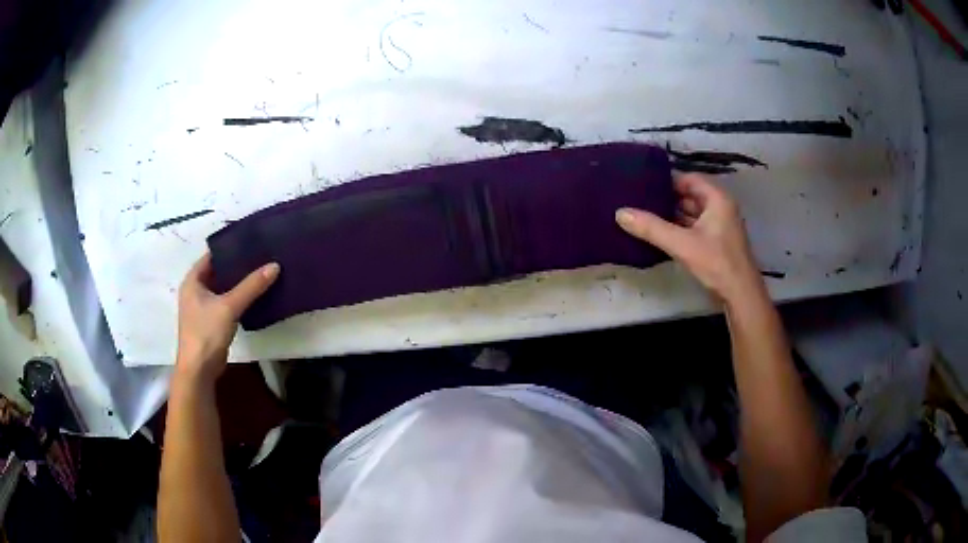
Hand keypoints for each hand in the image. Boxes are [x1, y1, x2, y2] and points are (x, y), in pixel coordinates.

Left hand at [175, 253, 279, 383]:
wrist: (199, 370)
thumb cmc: (206, 333)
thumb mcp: (229, 306)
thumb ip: (251, 286)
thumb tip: (274, 266)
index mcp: (193, 280)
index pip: (212, 255)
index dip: (230, 248)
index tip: (251, 241)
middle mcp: (195, 290)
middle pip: (218, 271)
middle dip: (237, 265)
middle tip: (261, 256)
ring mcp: (202, 307)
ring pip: (223, 288)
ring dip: (239, 283)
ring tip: (261, 272)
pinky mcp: (211, 321)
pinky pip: (226, 303)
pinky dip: (238, 298)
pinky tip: (255, 296)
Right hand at [615, 173, 762, 303]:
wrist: (741, 295)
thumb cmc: (717, 263)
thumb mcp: (682, 244)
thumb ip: (651, 228)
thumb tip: (620, 213)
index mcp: (717, 199)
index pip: (689, 179)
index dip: (667, 181)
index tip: (644, 185)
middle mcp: (721, 207)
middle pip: (690, 196)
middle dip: (667, 199)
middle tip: (640, 200)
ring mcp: (721, 226)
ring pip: (692, 213)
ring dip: (673, 215)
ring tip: (646, 216)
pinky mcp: (718, 243)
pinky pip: (695, 228)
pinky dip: (680, 229)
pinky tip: (661, 235)